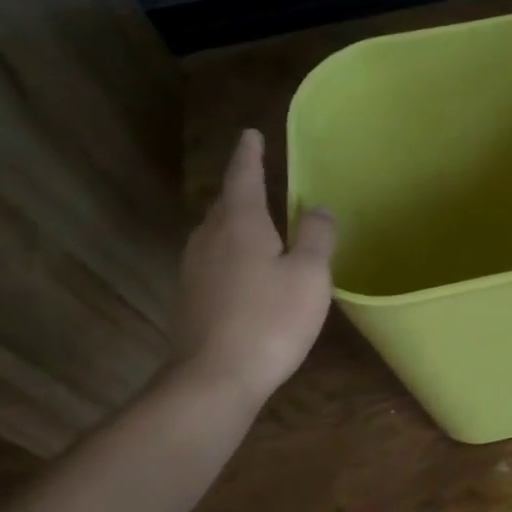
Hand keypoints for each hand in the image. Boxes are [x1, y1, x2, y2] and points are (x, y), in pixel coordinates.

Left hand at [172, 129, 336, 402]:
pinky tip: (246, 268)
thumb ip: (317, 236)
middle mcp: (210, 238)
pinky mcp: (192, 297)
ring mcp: (194, 269)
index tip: (251, 133)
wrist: (215, 377)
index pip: (244, 177)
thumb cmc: (270, 320)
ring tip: (257, 221)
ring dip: (236, 221)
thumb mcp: (309, 275)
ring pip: (217, 232)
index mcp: (240, 224)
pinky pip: (214, 258)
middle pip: (225, 203)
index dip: (250, 154)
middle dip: (242, 188)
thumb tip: (319, 208)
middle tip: (260, 177)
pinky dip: (232, 251)